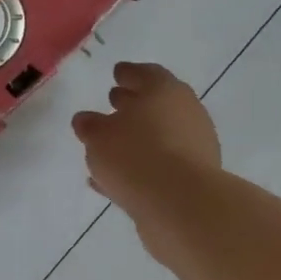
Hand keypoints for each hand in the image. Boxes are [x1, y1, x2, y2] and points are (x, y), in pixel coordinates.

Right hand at [73, 62, 222, 224]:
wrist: (182, 206)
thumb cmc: (136, 156)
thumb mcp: (98, 136)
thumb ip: (89, 125)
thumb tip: (86, 120)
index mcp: (164, 91)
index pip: (145, 73)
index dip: (128, 73)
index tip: (116, 74)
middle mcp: (186, 113)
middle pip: (157, 102)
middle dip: (134, 102)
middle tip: (113, 102)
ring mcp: (194, 146)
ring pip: (160, 135)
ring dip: (139, 137)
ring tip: (112, 145)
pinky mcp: (194, 178)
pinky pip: (161, 165)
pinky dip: (141, 166)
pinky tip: (116, 179)